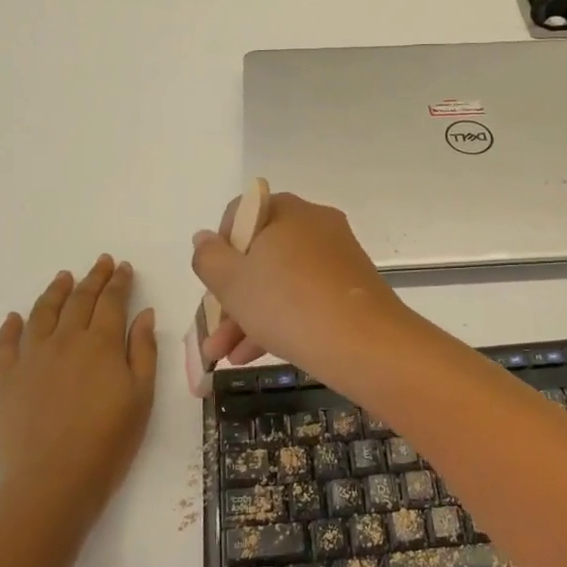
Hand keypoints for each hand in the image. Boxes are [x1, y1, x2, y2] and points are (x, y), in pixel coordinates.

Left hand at [0, 256, 156, 518]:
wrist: (53, 481)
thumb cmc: (109, 441)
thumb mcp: (142, 396)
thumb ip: (143, 351)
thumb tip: (143, 314)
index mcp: (102, 343)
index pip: (112, 301)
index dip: (119, 282)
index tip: (123, 267)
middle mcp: (65, 340)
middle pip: (79, 300)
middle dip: (93, 278)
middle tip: (101, 262)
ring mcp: (32, 358)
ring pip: (42, 313)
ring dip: (55, 291)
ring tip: (63, 277)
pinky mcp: (7, 380)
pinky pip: (6, 344)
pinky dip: (11, 327)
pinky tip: (15, 318)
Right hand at [191, 192, 405, 375]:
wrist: (363, 343)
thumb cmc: (287, 302)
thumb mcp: (232, 282)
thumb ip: (209, 257)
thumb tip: (204, 238)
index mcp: (288, 211)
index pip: (243, 213)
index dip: (220, 246)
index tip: (213, 280)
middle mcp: (315, 226)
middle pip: (260, 254)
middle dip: (231, 295)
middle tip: (213, 329)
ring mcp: (336, 257)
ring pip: (280, 281)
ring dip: (248, 316)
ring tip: (224, 355)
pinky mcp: (350, 289)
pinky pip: (305, 297)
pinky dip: (279, 320)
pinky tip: (252, 356)